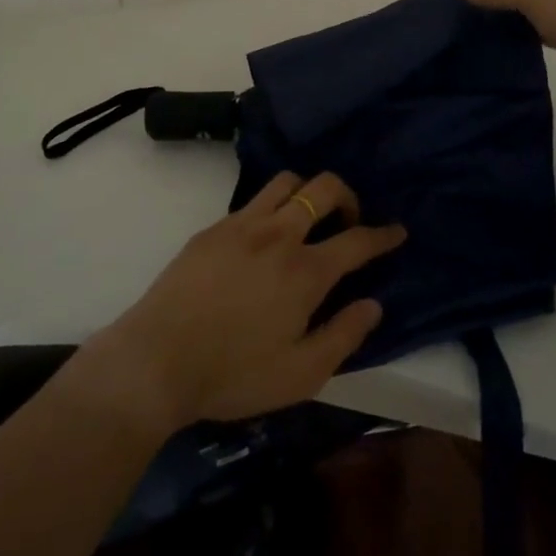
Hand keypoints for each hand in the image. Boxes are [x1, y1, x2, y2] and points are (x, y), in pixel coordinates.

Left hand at [79, 171, 406, 432]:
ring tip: (309, 218)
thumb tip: (373, 304)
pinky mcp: (214, 228)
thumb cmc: (234, 374)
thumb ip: (344, 336)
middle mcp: (279, 234)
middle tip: (350, 220)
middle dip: (348, 196)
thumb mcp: (301, 374)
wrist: (158, 359)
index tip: (398, 230)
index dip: (383, 234)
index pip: (357, 240)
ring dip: (308, 191)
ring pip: (287, 182)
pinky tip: (266, 235)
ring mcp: (243, 225)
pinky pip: (254, 200)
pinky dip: (273, 206)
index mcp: (306, 270)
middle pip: (324, 188)